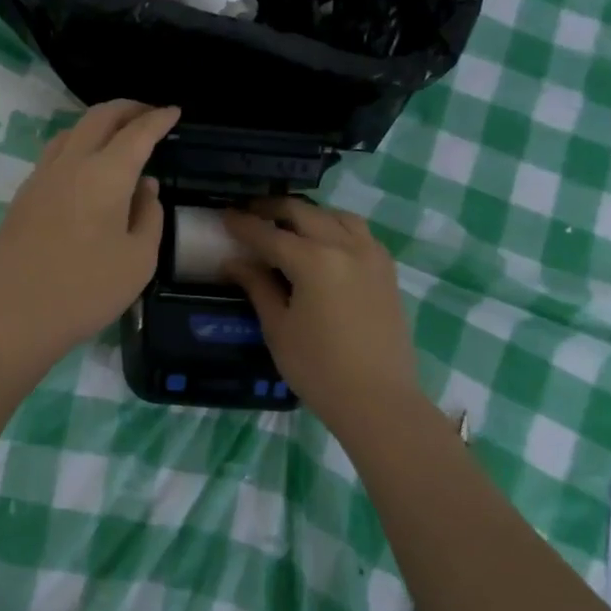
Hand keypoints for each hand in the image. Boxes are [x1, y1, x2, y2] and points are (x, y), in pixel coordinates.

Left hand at [0, 100, 180, 361]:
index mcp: (106, 175)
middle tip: (147, 114)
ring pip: (71, 132)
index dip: (158, 119)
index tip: (173, 112)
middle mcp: (71, 164)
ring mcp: (40, 178)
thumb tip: (145, 187)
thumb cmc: (89, 290)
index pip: (137, 133)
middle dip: (127, 109)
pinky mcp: (22, 196)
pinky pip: (53, 156)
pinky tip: (83, 169)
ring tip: (115, 136)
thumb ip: (150, 215)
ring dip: (97, 125)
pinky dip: (76, 147)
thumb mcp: (139, 259)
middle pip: (99, 118)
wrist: (18, 314)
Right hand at [223, 198, 420, 426]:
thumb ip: (257, 286)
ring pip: (336, 216)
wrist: (378, 400)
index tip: (223, 216)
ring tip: (288, 225)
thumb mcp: (278, 328)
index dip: (243, 225)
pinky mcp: (387, 270)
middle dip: (273, 209)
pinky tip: (324, 243)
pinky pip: (359, 233)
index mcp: (314, 261)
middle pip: (304, 213)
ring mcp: (372, 256)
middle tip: (250, 215)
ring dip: (308, 215)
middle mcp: (346, 247)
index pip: (269, 234)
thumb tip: (234, 261)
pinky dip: (336, 227)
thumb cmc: (318, 369)